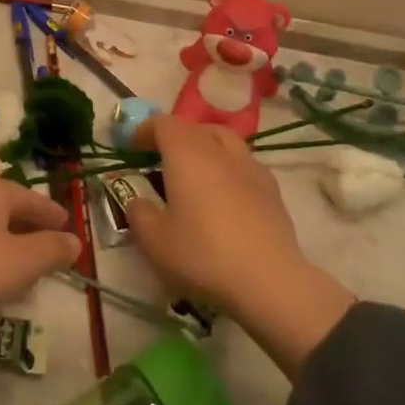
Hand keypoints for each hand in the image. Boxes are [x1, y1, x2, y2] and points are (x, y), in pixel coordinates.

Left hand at [0, 179, 79, 381]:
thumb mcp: (22, 263)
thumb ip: (52, 250)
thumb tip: (74, 241)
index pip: (32, 198)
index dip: (52, 214)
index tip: (69, 228)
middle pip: (9, 210)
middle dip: (31, 229)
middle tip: (51, 250)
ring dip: (10, 247)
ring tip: (27, 271)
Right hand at [126, 115, 353, 378]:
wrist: (268, 280)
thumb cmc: (203, 255)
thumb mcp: (154, 241)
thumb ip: (139, 214)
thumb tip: (139, 201)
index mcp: (186, 154)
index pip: (163, 124)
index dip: (145, 130)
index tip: (132, 147)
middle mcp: (218, 150)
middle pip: (195, 127)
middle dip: (175, 137)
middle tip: (161, 159)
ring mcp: (250, 166)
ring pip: (224, 139)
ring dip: (205, 145)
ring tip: (196, 170)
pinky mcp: (272, 188)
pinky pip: (244, 163)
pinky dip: (229, 166)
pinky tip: (226, 192)